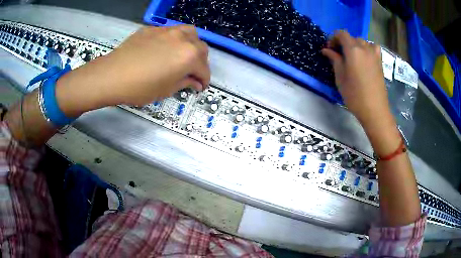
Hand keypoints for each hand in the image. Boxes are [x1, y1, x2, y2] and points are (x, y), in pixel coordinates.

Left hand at [56, 25, 209, 115]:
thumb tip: (194, 82)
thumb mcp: (166, 90)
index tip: (200, 86)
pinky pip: (170, 32)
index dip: (204, 80)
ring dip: (191, 45)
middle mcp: (183, 39)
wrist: (112, 75)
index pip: (204, 69)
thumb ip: (184, 83)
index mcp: (189, 56)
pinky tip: (163, 50)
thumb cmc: (139, 87)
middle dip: (200, 62)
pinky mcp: (153, 29)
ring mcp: (167, 31)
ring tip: (182, 55)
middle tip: (191, 73)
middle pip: (201, 48)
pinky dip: (173, 41)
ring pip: (189, 34)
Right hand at [321, 31, 389, 124]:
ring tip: (352, 57)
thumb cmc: (355, 95)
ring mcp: (374, 54)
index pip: (341, 34)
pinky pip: (372, 48)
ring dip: (355, 46)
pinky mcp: (380, 62)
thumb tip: (326, 50)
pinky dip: (367, 49)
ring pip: (362, 42)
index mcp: (353, 49)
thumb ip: (334, 59)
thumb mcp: (340, 77)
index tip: (330, 49)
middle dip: (343, 43)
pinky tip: (365, 58)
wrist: (375, 110)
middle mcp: (365, 47)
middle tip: (339, 55)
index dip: (333, 38)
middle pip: (352, 38)